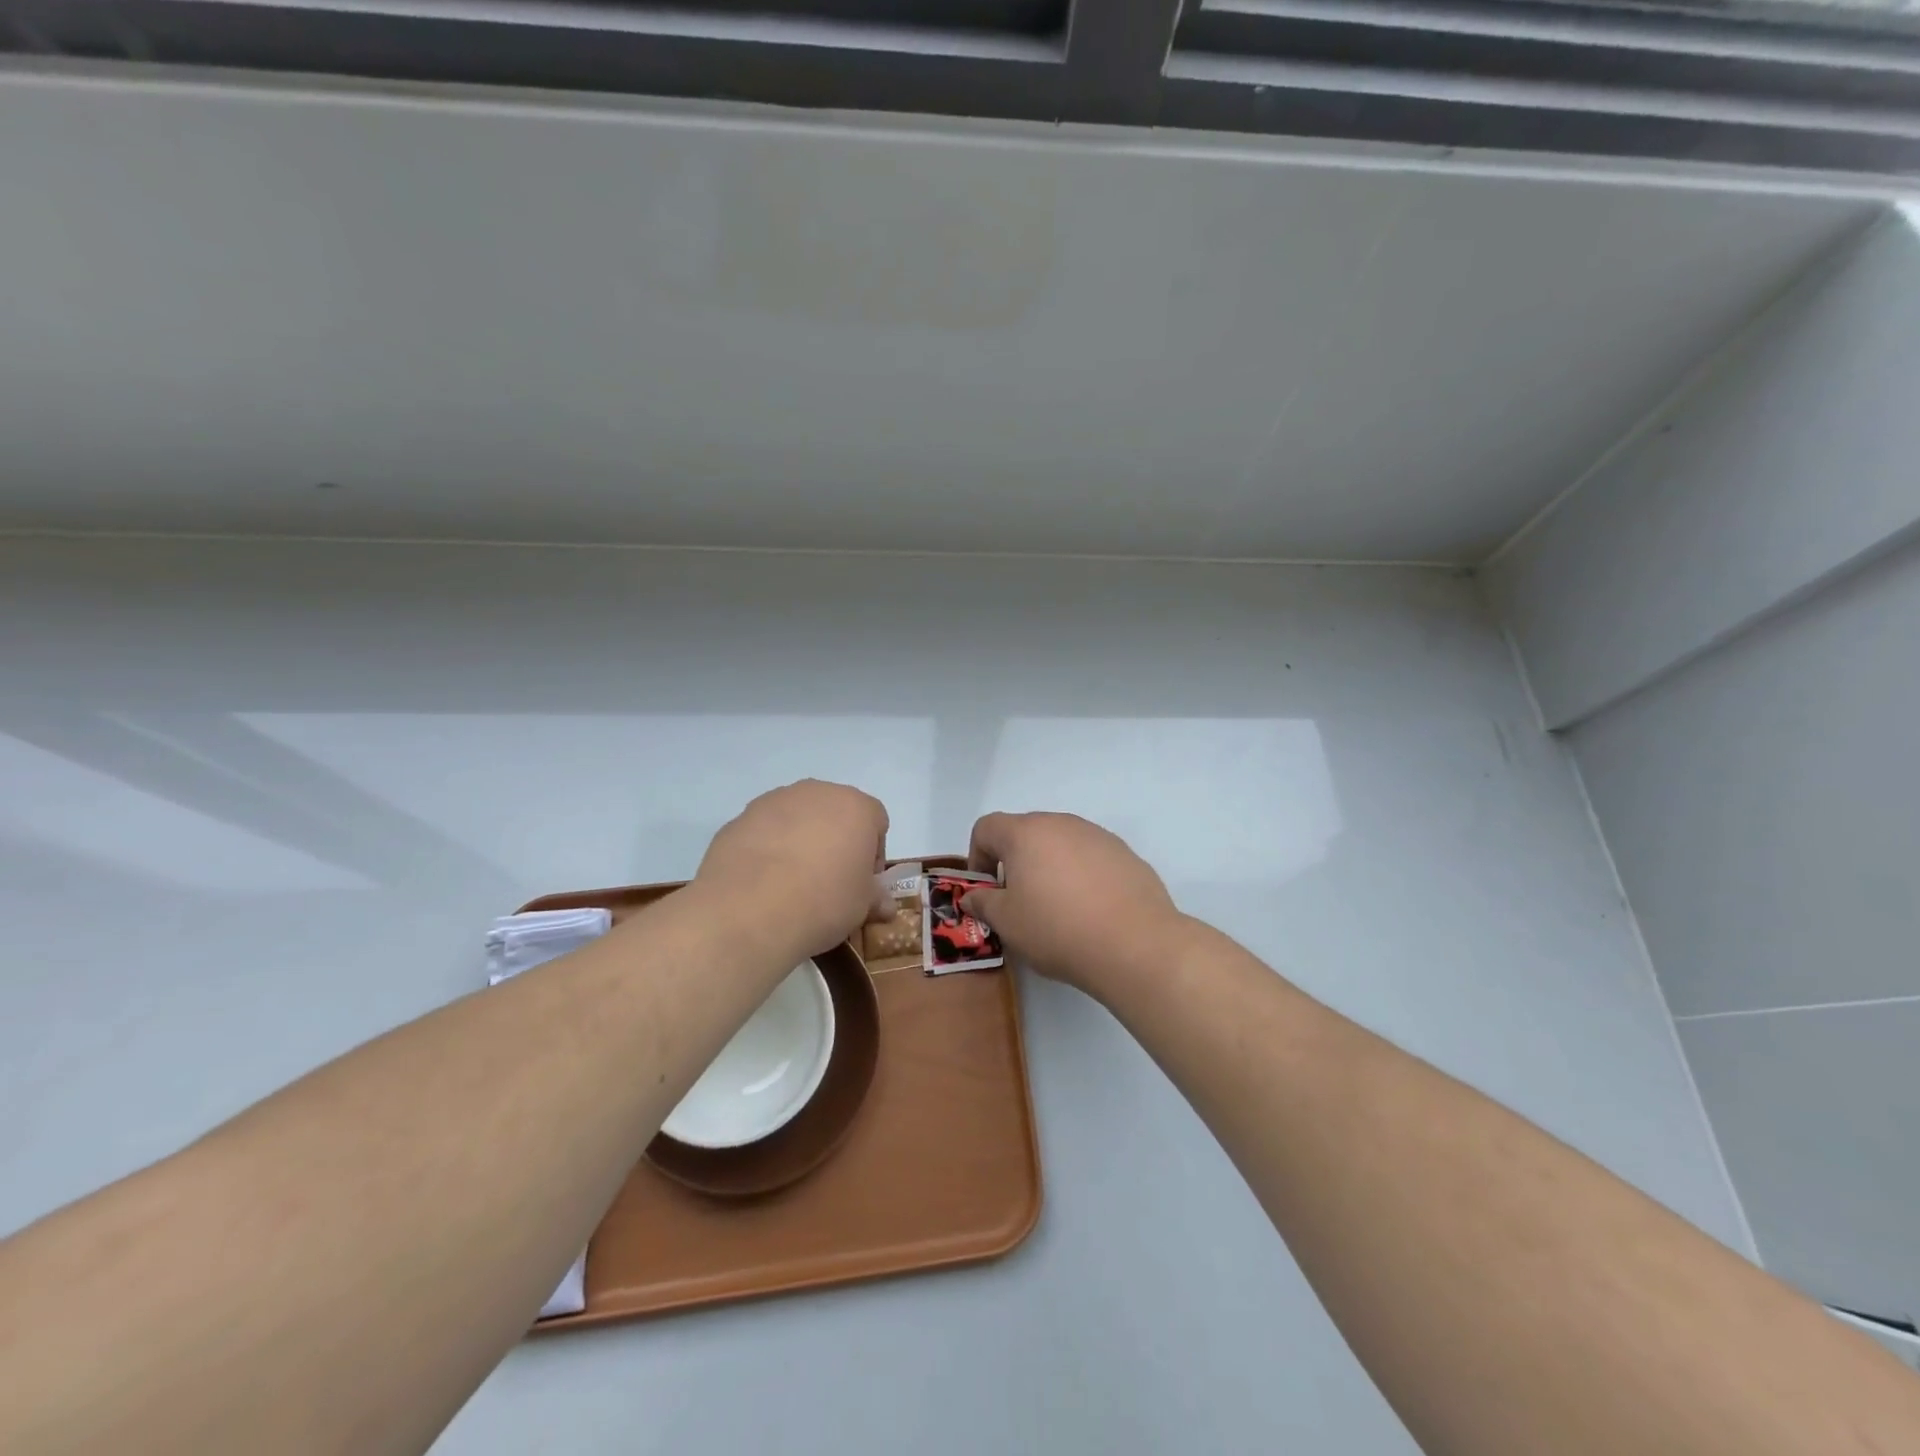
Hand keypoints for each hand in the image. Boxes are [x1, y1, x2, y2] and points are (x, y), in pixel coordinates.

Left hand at [696, 780, 891, 959]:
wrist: (750, 909)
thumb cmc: (824, 901)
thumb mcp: (861, 907)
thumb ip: (875, 898)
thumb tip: (886, 906)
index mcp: (856, 807)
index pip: (877, 821)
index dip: (873, 853)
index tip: (862, 882)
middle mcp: (817, 792)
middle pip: (835, 812)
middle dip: (836, 841)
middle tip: (829, 880)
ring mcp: (774, 801)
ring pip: (797, 817)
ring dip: (801, 841)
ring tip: (791, 882)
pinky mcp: (740, 818)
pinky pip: (765, 830)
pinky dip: (768, 848)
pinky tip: (763, 882)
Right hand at [960, 812, 1186, 999]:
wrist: (1135, 944)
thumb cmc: (1057, 929)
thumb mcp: (1007, 923)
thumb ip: (983, 903)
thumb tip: (973, 896)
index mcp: (1026, 833)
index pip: (987, 828)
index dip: (977, 856)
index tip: (986, 890)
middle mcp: (1061, 823)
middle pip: (1025, 832)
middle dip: (1014, 862)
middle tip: (1018, 901)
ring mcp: (1097, 836)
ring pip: (1060, 844)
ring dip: (1049, 867)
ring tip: (1058, 909)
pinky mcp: (1125, 854)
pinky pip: (1090, 858)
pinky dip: (1081, 876)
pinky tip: (1091, 911)